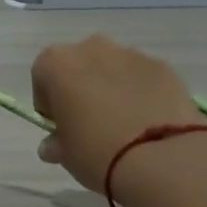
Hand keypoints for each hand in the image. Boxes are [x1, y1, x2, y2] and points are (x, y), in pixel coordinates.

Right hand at [31, 35, 205, 193]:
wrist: (161, 157)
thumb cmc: (97, 152)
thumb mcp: (65, 155)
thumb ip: (56, 143)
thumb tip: (53, 144)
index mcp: (58, 64)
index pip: (43, 75)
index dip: (48, 101)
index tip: (58, 124)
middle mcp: (92, 48)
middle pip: (79, 65)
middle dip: (80, 87)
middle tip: (88, 122)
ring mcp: (132, 54)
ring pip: (112, 68)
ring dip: (111, 88)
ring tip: (122, 124)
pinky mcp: (163, 66)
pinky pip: (141, 77)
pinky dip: (140, 93)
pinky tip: (146, 122)